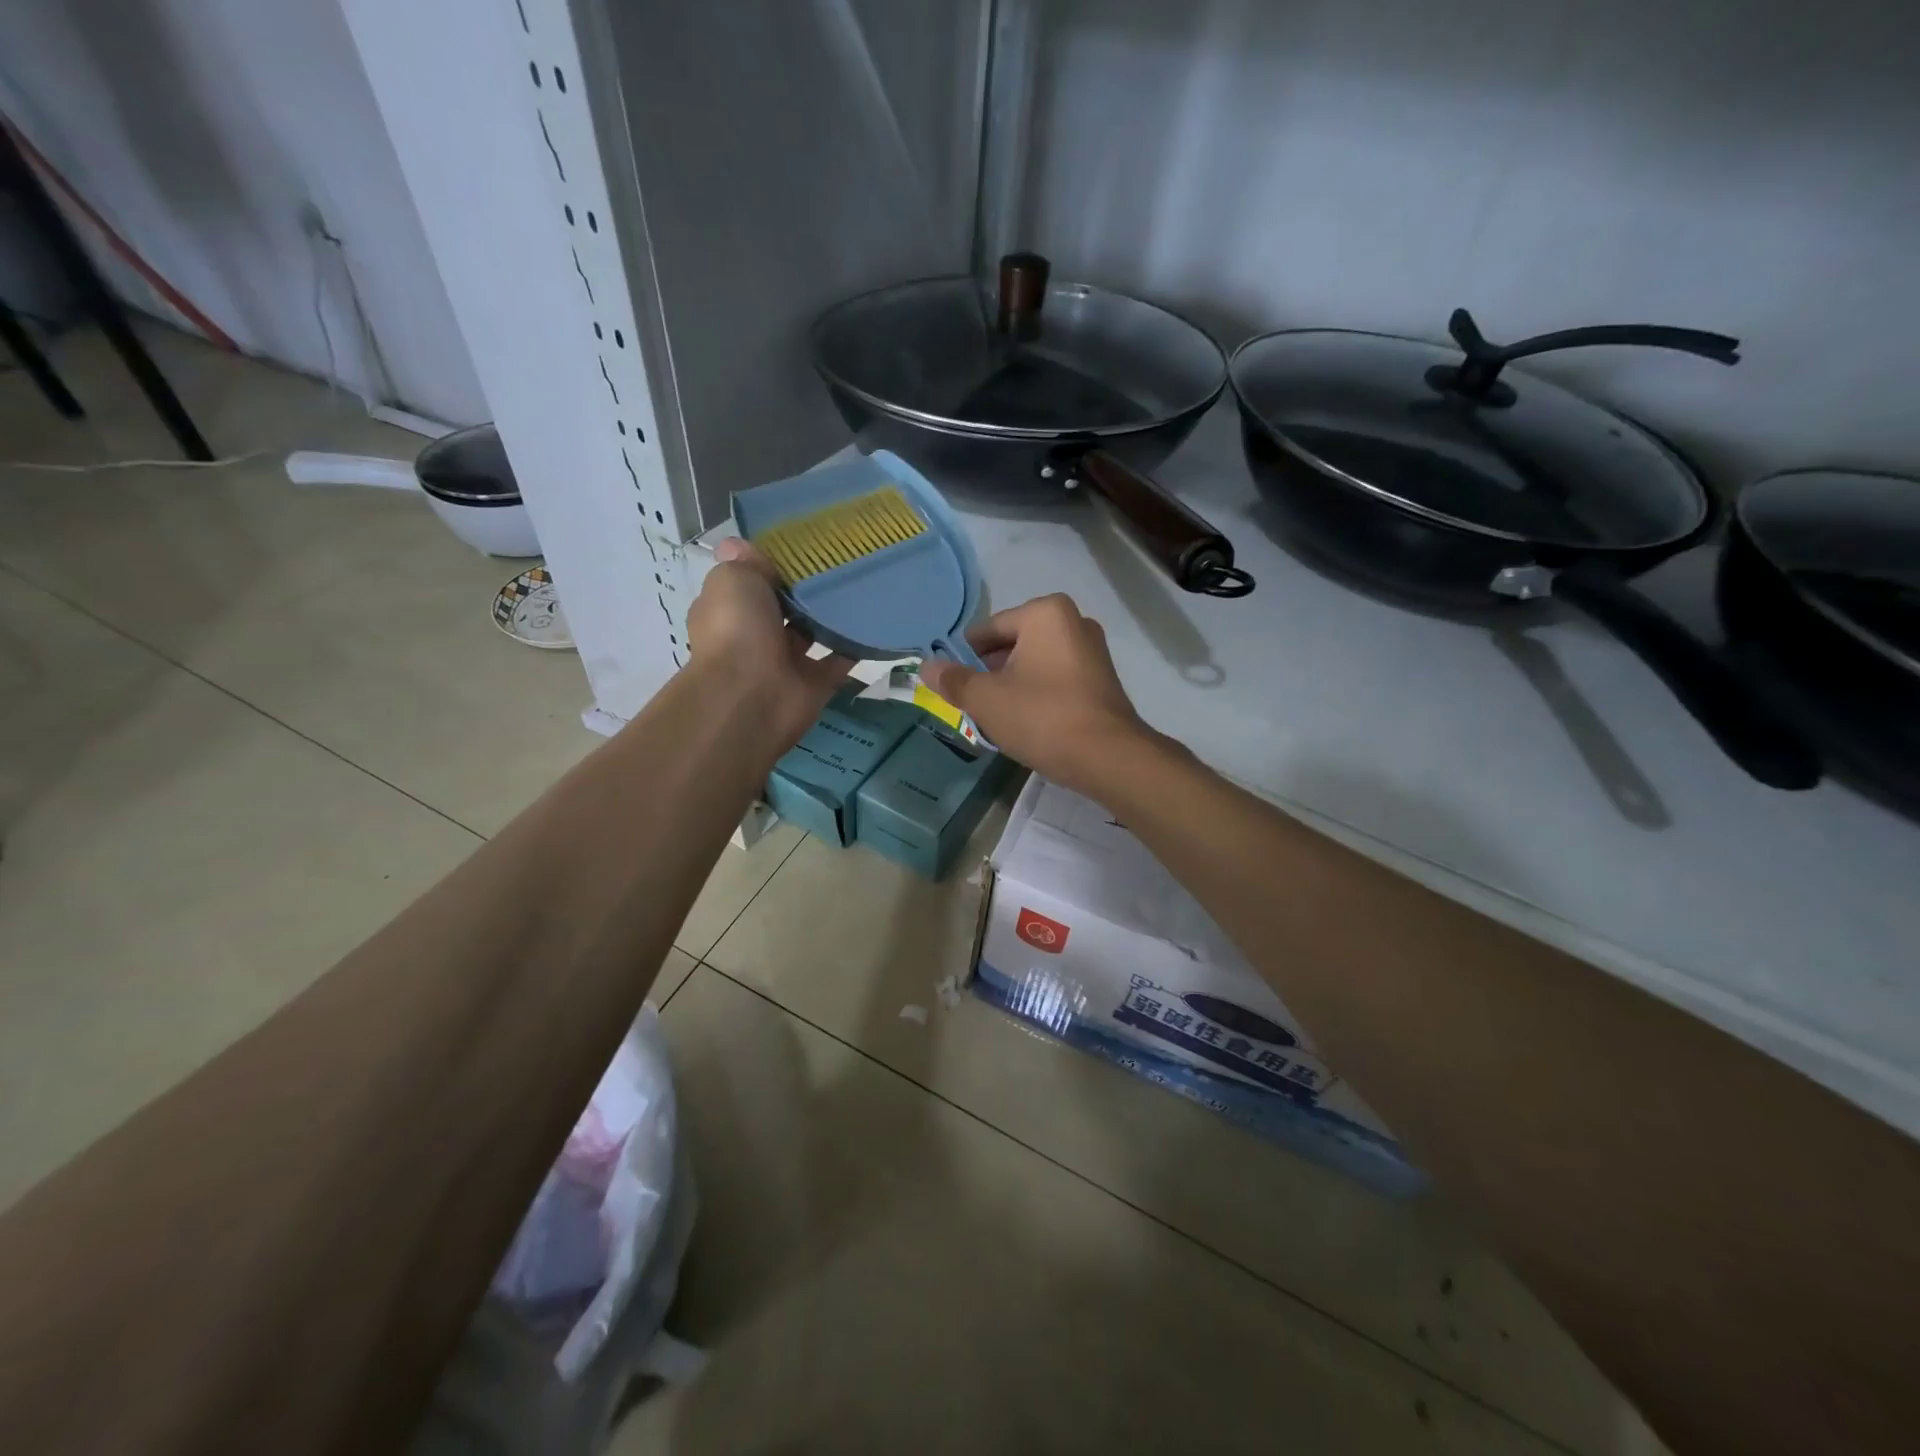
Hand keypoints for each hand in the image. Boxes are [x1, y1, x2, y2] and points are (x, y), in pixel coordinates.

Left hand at [687, 538, 851, 745]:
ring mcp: (785, 662)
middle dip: (805, 590)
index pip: (749, 583)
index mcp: (729, 610)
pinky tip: (874, 621)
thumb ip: (745, 564)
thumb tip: (741, 546)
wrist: (751, 696)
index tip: (800, 546)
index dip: (769, 566)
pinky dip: (855, 645)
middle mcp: (755, 636)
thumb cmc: (736, 629)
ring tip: (862, 586)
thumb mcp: (733, 579)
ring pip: (813, 633)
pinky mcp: (815, 684)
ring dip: (832, 616)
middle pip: (784, 608)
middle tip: (840, 561)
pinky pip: (839, 660)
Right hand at [917, 594, 1160, 796]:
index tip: (951, 685)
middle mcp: (1073, 621)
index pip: (987, 630)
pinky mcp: (1101, 678)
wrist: (1107, 757)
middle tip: (970, 704)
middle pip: (1012, 644)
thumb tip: (925, 666)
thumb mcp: (986, 699)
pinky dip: (1037, 693)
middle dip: (989, 672)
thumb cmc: (1041, 717)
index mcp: (1044, 613)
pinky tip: (1026, 722)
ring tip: (996, 717)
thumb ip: (953, 680)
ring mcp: (1092, 650)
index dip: (963, 658)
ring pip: (1034, 663)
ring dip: (1012, 685)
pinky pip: (1056, 678)